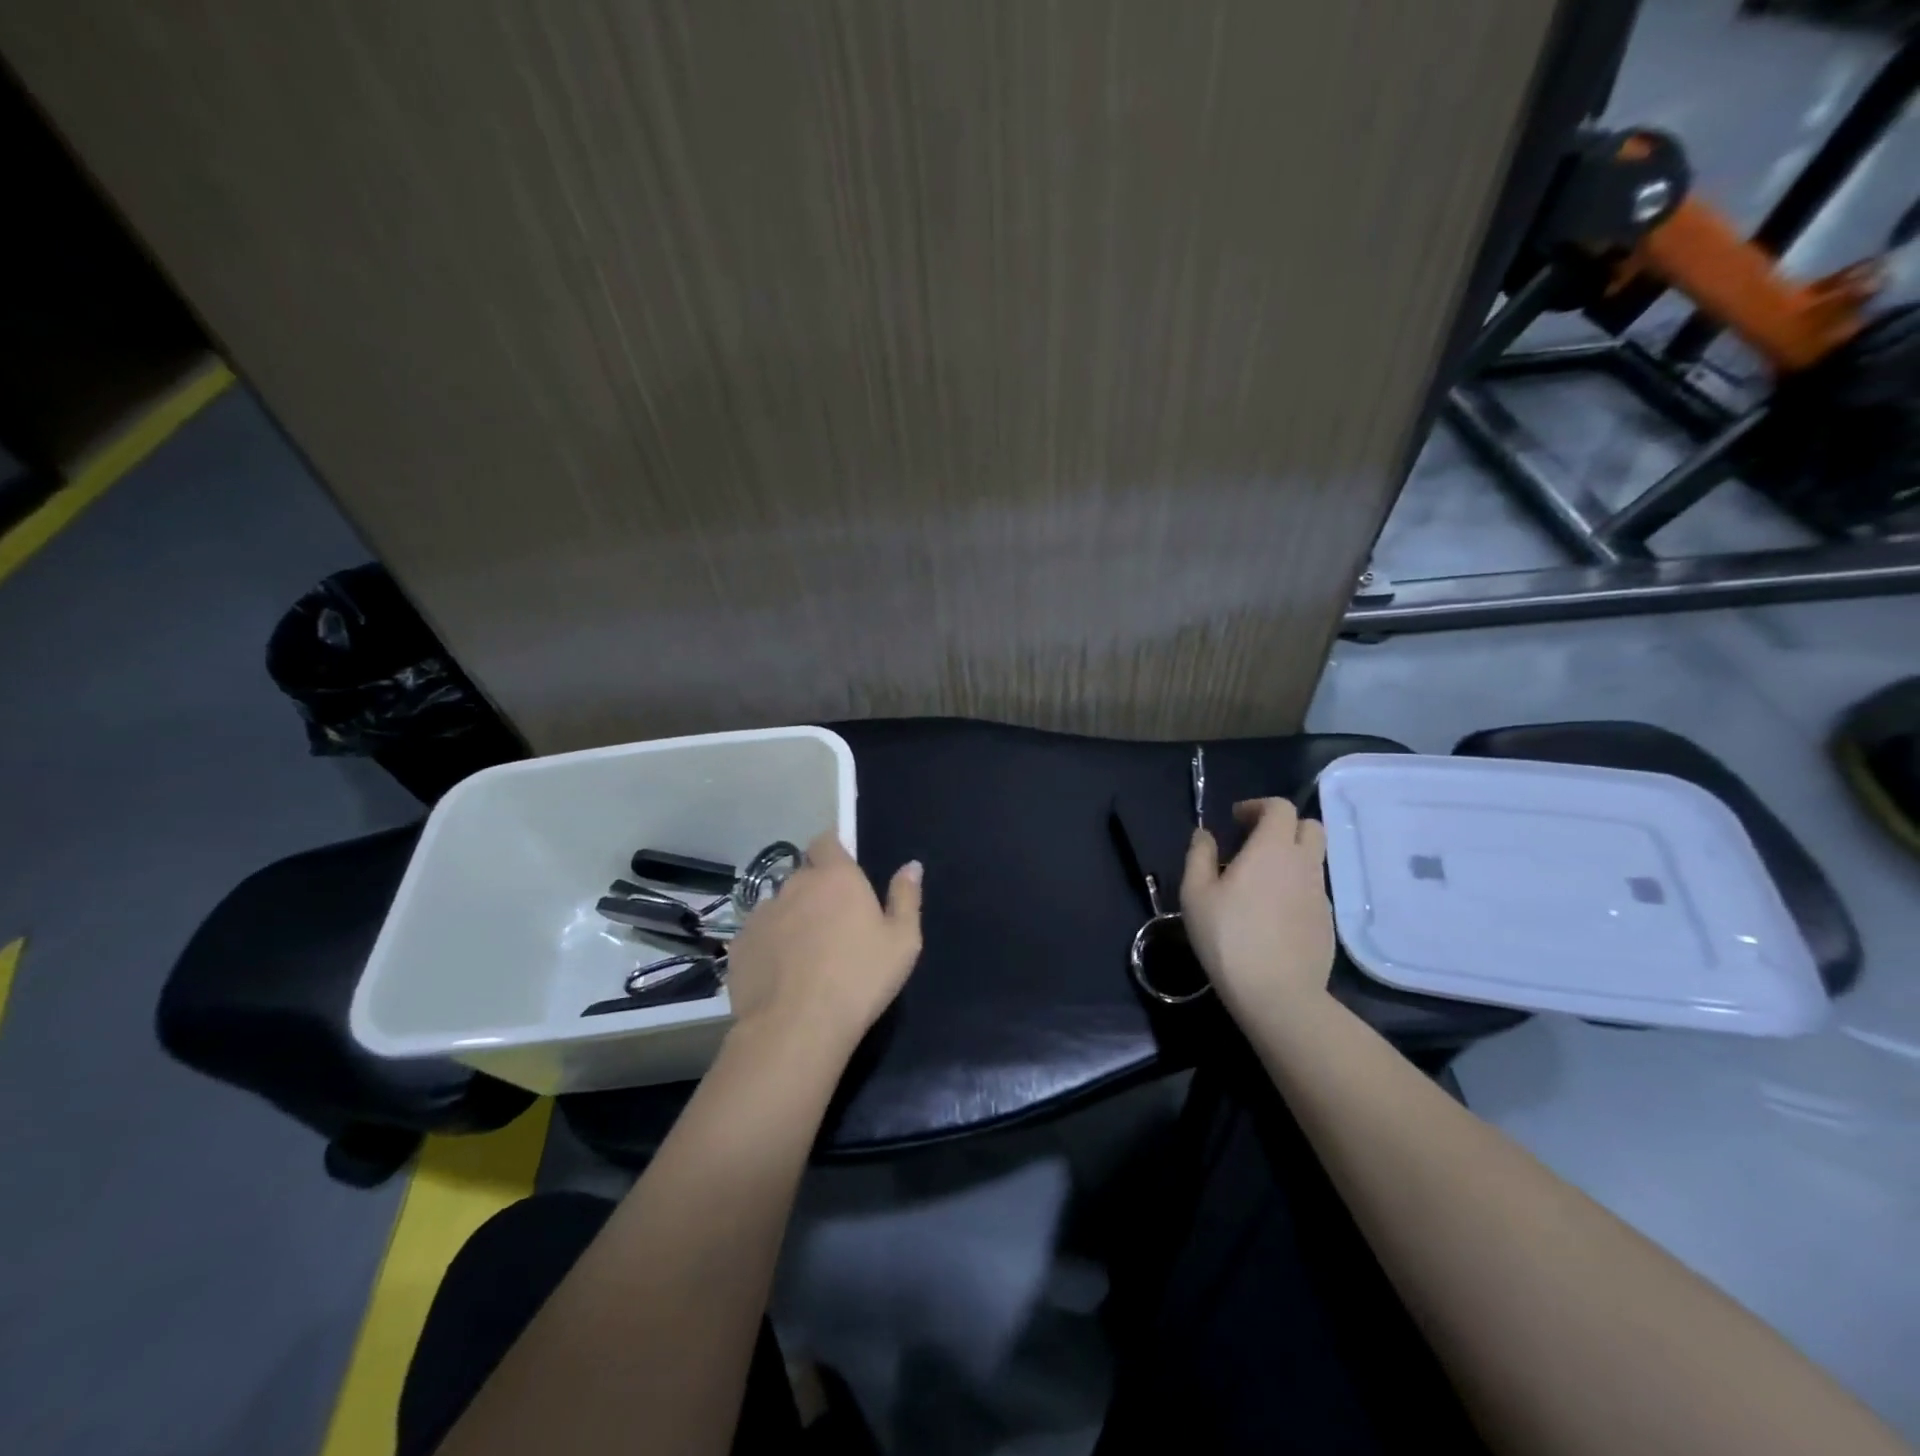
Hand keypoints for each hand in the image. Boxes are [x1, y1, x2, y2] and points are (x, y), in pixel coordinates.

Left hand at [722, 832, 922, 1057]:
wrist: (796, 1027)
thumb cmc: (860, 979)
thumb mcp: (902, 941)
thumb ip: (906, 897)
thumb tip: (911, 865)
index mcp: (836, 877)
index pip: (826, 841)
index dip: (833, 851)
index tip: (844, 872)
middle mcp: (795, 884)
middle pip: (804, 876)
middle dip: (816, 891)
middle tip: (833, 926)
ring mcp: (762, 913)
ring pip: (780, 906)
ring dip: (792, 918)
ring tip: (805, 955)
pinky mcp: (739, 943)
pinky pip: (759, 935)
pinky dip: (769, 946)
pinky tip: (781, 975)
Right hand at [1181, 798, 1334, 1026]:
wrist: (1278, 994)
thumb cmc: (1228, 937)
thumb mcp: (1196, 894)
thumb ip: (1199, 856)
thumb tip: (1205, 835)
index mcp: (1272, 849)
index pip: (1280, 807)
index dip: (1258, 807)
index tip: (1236, 822)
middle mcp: (1304, 864)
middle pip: (1309, 826)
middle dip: (1283, 826)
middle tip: (1253, 843)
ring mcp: (1320, 894)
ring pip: (1312, 859)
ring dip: (1289, 857)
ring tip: (1258, 881)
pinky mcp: (1327, 922)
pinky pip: (1312, 889)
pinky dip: (1294, 886)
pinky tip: (1271, 913)